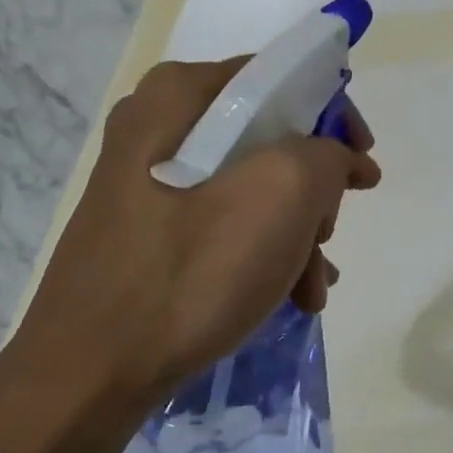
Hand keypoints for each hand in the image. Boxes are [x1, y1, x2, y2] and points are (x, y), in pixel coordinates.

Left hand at [12, 56, 380, 410]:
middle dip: (314, 193)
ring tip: (312, 286)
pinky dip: (264, 253)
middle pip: (270, 138)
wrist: (89, 374)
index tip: (362, 171)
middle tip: (327, 235)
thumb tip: (336, 159)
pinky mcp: (149, 231)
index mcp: (179, 97)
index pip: (281, 78)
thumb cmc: (191, 274)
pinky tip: (290, 296)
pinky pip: (225, 223)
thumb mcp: (281, 196)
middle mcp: (158, 127)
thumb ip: (326, 154)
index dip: (335, 119)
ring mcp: (149, 183)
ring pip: (253, 187)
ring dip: (297, 234)